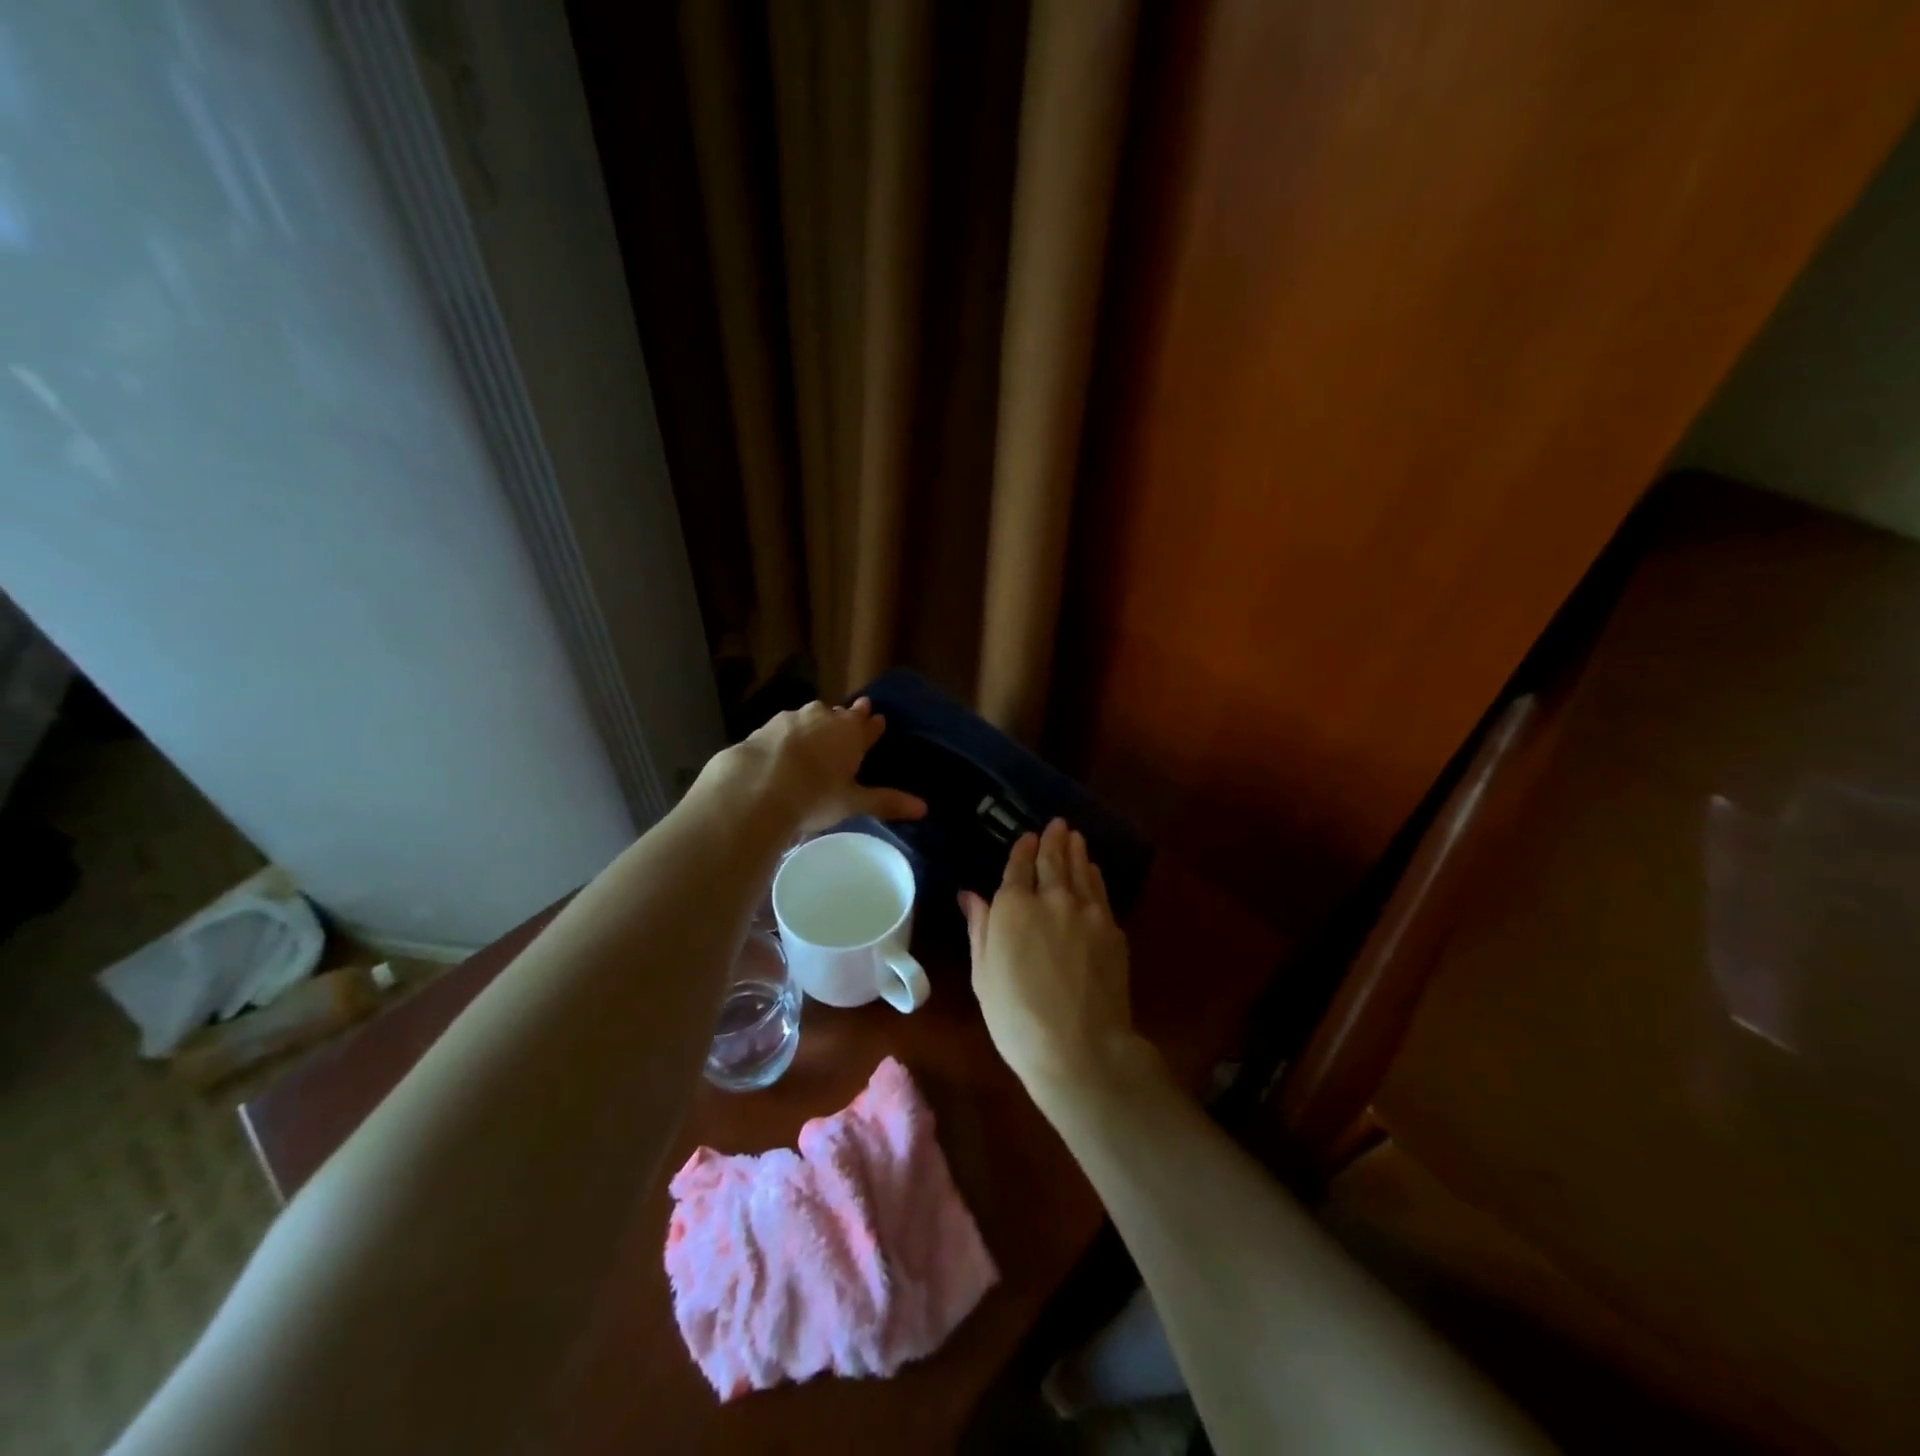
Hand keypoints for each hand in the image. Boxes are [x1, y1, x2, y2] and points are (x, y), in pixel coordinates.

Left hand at [701, 697, 926, 836]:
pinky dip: (787, 736)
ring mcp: (791, 719)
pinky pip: (783, 728)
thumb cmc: (815, 794)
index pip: (869, 724)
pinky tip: (783, 749)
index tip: (878, 721)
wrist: (755, 787)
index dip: (874, 726)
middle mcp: (824, 717)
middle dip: (846, 719)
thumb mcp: (853, 802)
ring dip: (816, 724)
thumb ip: (886, 802)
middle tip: (849, 722)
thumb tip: (924, 809)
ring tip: (816, 736)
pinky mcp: (763, 728)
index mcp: (851, 732)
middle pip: (840, 715)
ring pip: (810, 717)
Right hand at [961, 818, 1141, 1103]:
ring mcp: (1087, 911)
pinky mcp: (1112, 929)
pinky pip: (1100, 891)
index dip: (1023, 849)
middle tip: (1057, 824)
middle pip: (1053, 861)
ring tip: (1075, 836)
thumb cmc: (1017, 1019)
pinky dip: (1094, 875)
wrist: (1080, 1048)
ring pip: (1080, 870)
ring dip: (1076, 850)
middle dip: (1053, 840)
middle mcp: (1051, 899)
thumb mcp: (983, 975)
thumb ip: (979, 928)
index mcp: (1013, 908)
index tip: (1028, 836)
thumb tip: (970, 895)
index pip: (1018, 868)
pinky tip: (1093, 870)